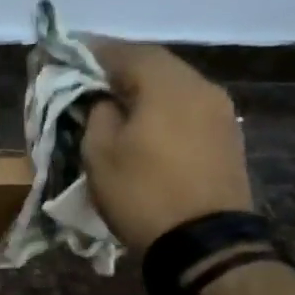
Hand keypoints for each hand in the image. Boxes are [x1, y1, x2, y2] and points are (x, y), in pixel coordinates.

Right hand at [81, 39, 251, 252]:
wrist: (204, 244)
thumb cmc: (142, 192)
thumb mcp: (99, 151)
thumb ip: (97, 112)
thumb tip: (103, 98)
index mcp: (168, 85)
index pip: (126, 51)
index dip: (93, 50)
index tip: (67, 53)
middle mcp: (201, 88)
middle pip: (154, 63)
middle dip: (118, 67)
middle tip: (87, 77)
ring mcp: (220, 112)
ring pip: (173, 85)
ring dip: (142, 87)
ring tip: (112, 101)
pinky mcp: (226, 137)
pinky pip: (186, 107)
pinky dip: (161, 106)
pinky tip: (142, 122)